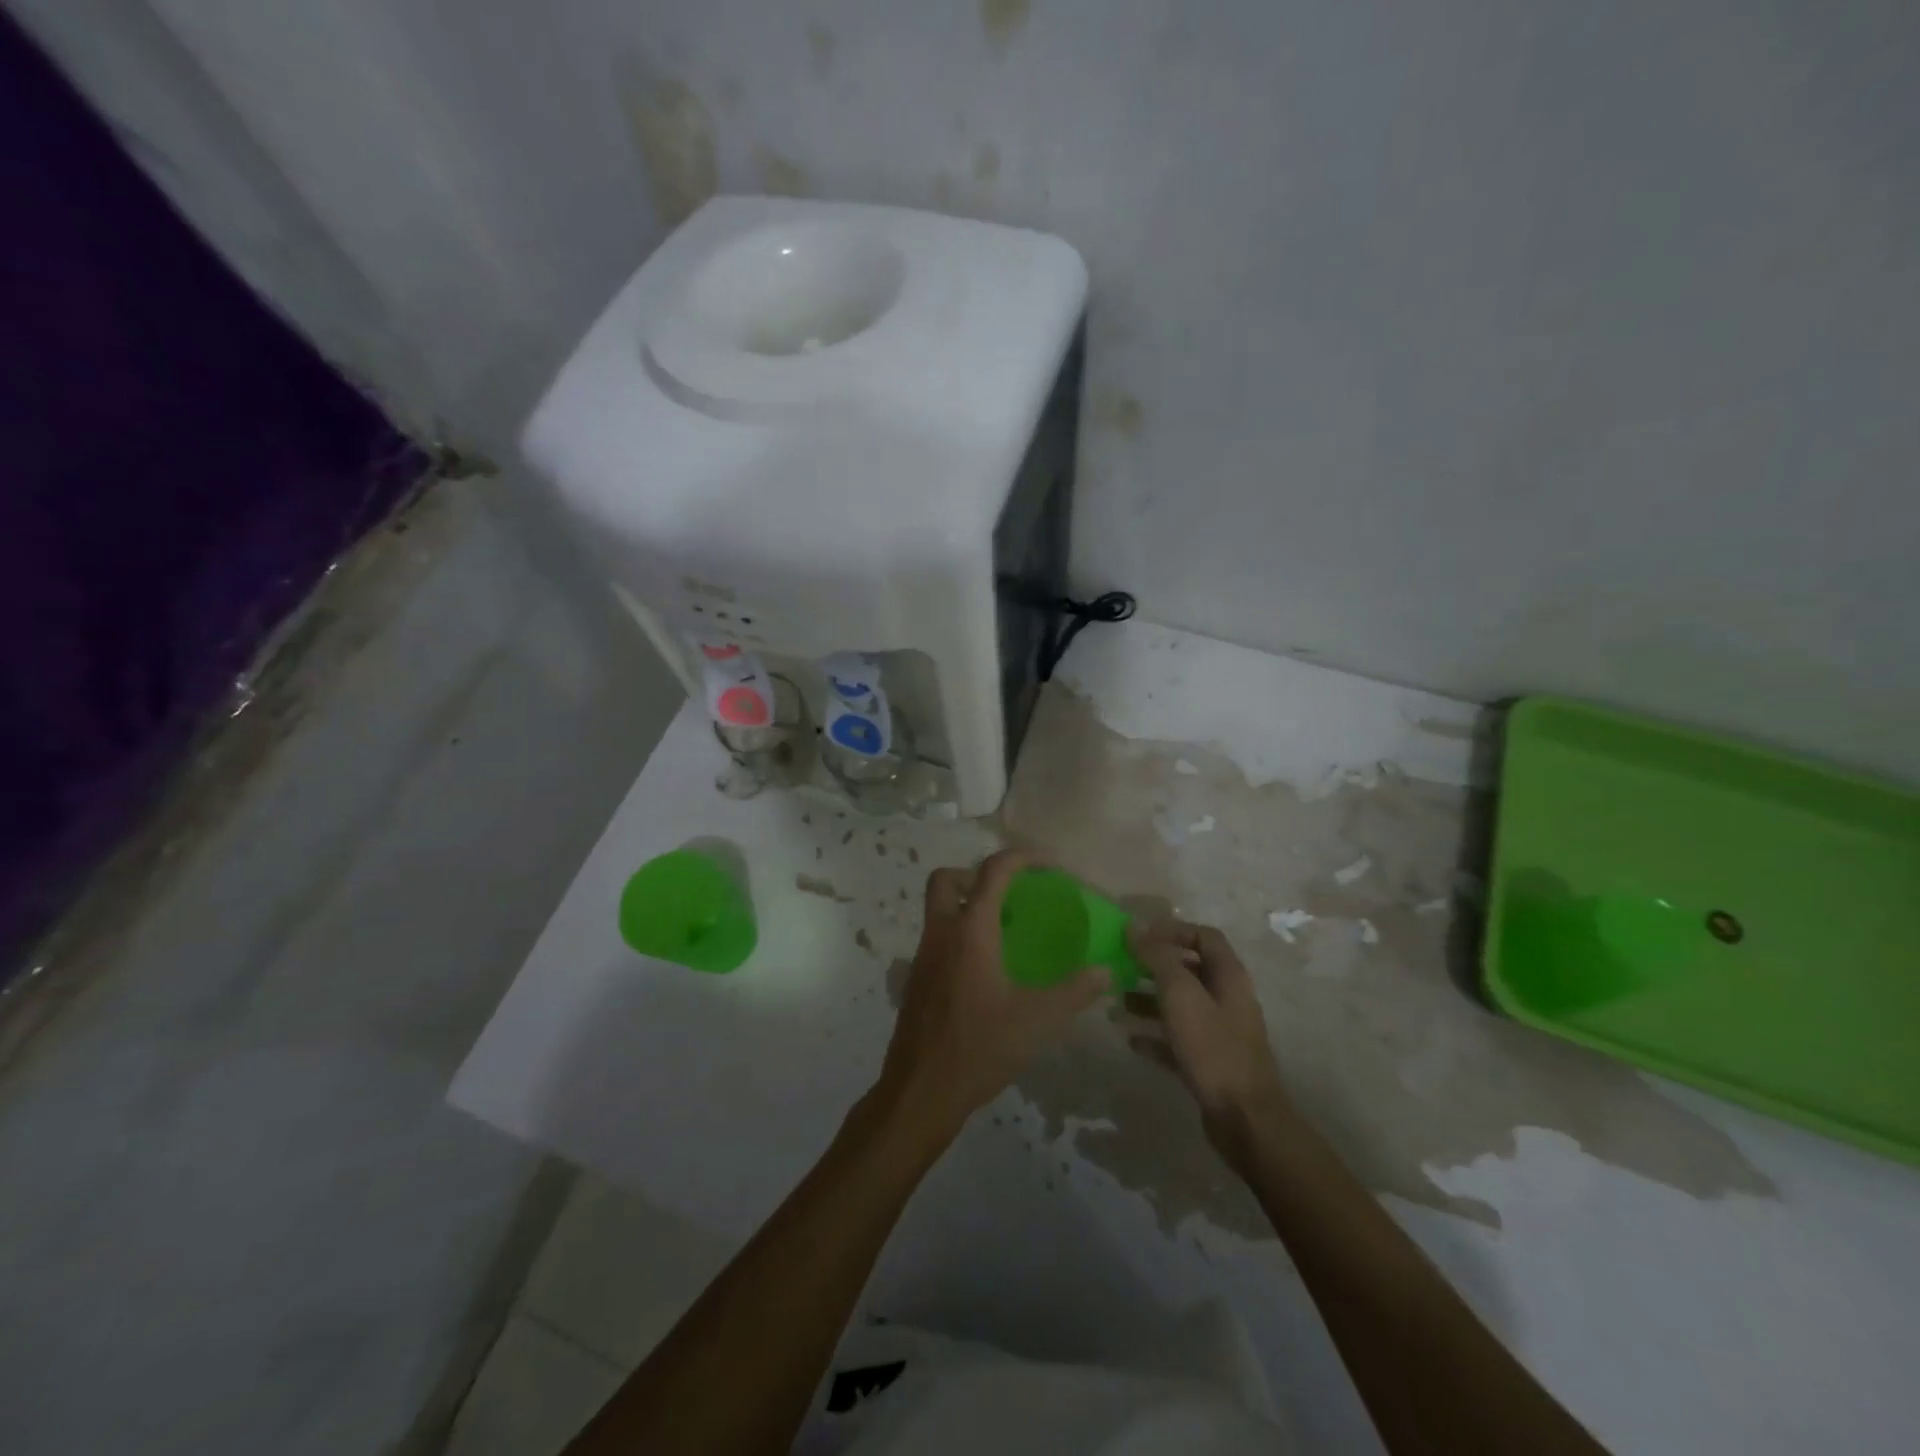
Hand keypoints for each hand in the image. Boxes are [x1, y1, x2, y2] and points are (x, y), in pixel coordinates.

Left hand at [877, 850, 1108, 1140]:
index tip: (1049, 865)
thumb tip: (1106, 971)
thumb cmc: (979, 1048)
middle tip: (1010, 894)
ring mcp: (923, 956)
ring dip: (967, 904)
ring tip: (1006, 930)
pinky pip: (937, 937)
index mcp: (971, 931)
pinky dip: (960, 935)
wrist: (920, 1091)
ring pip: (938, 908)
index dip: (1022, 857)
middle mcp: (941, 933)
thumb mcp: (1036, 1020)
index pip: (993, 871)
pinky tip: (987, 969)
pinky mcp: (917, 980)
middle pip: (947, 879)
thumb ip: (1074, 991)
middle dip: (976, 874)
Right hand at [1126, 922, 1292, 1159]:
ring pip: (1180, 1004)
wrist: (1243, 1119)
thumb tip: (1134, 929)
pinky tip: (1130, 1039)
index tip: (1139, 937)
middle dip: (1154, 965)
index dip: (1172, 930)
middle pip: (1189, 969)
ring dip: (1149, 999)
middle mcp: (1227, 998)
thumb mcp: (1180, 995)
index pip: (1204, 936)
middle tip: (1121, 966)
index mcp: (1229, 976)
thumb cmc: (1212, 1048)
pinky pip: (1177, 1038)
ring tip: (1117, 1002)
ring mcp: (1219, 1031)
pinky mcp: (1209, 1061)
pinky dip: (1154, 1034)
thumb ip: (1157, 958)